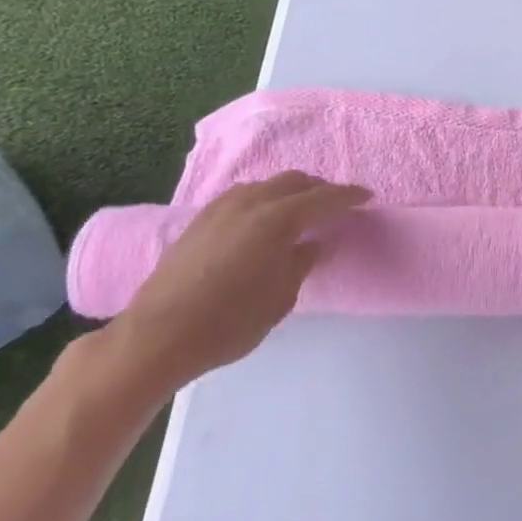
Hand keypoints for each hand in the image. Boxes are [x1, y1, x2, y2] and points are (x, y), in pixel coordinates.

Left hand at [105, 172, 371, 394]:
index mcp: (277, 219)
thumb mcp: (281, 297)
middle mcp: (250, 203)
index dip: (348, 197)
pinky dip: (264, 199)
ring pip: (266, 186)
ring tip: (300, 210)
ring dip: (289, 192)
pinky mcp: (199, 222)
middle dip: (319, 189)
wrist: (155, 338)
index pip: (324, 198)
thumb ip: (301, 263)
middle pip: (294, 182)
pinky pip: (243, 196)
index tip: (367, 197)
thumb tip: (312, 244)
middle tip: (336, 205)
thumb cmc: (229, 322)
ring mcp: (220, 209)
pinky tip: (263, 219)